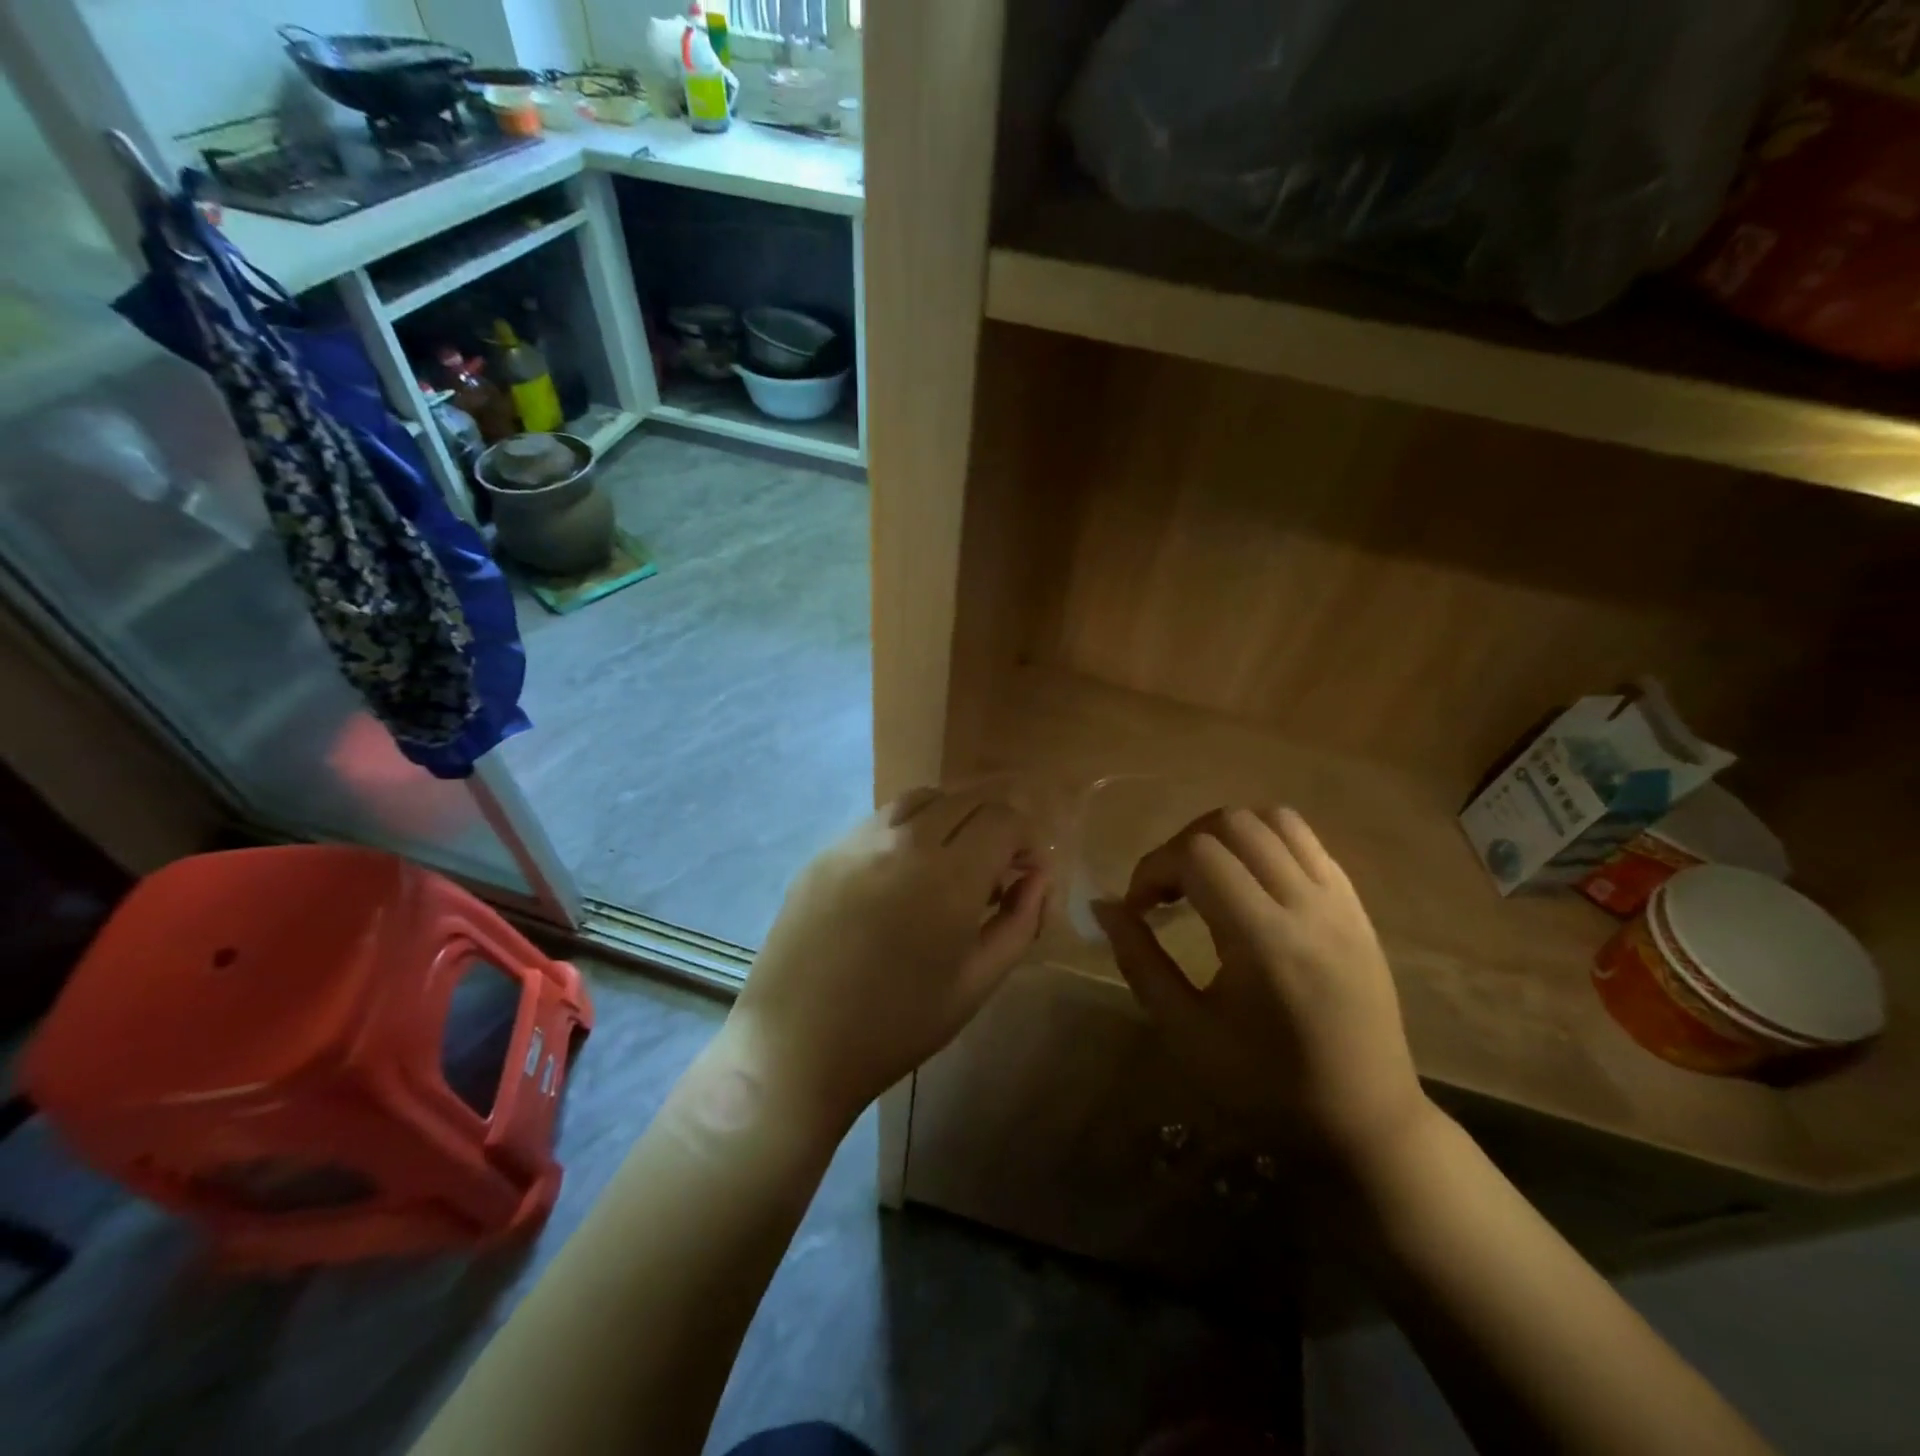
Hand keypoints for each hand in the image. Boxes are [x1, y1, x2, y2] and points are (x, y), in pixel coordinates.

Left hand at [727, 788, 1049, 1129]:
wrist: (795, 1045)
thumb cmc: (896, 1025)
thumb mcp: (976, 983)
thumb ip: (1019, 922)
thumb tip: (1037, 878)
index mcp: (949, 876)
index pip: (1003, 818)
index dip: (1025, 838)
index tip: (1024, 871)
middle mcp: (904, 841)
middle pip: (965, 798)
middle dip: (993, 822)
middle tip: (995, 867)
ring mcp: (857, 840)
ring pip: (921, 798)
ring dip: (951, 816)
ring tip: (952, 859)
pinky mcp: (825, 851)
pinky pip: (880, 819)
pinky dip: (909, 828)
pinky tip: (903, 871)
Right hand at [1093, 806, 1430, 1173]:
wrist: (1366, 1122)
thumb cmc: (1266, 1086)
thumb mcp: (1186, 1032)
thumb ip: (1139, 961)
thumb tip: (1104, 907)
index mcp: (1265, 941)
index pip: (1197, 855)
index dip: (1153, 868)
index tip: (1139, 908)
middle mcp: (1308, 906)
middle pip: (1233, 823)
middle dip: (1183, 845)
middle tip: (1168, 891)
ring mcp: (1341, 902)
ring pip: (1274, 820)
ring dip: (1226, 835)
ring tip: (1206, 877)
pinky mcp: (1357, 907)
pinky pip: (1307, 842)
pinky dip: (1265, 842)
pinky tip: (1249, 882)